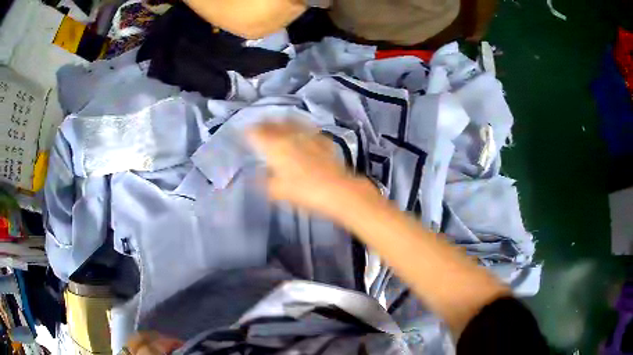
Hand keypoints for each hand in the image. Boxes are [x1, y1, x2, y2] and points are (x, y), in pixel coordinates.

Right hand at [247, 122, 372, 218]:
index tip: (245, 133)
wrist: (335, 189)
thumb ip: (265, 181)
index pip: (256, 132)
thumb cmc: (302, 191)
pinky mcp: (322, 139)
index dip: (249, 131)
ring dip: (282, 122)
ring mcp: (307, 135)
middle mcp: (289, 135)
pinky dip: (300, 129)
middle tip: (259, 126)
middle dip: (264, 124)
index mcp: (275, 146)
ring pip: (291, 122)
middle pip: (273, 124)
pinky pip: (308, 129)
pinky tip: (302, 133)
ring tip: (278, 123)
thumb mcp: (277, 191)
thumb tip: (257, 176)